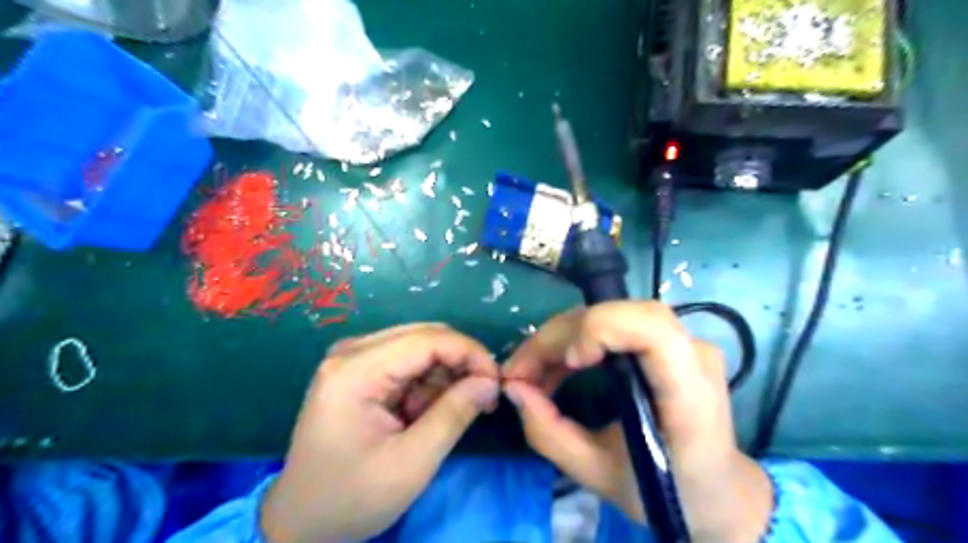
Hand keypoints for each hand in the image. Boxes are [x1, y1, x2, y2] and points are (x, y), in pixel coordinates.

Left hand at [262, 324, 498, 540]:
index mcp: (356, 370)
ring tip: (445, 416)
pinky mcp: (358, 370)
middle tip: (482, 399)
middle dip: (460, 364)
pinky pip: (406, 362)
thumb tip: (490, 381)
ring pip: (419, 347)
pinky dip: (426, 384)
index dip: (471, 354)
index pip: (428, 339)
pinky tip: (423, 413)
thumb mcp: (412, 463)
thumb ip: (454, 415)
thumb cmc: (352, 499)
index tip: (497, 384)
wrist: (302, 523)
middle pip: (425, 337)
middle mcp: (351, 352)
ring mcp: (352, 359)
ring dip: (443, 377)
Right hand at [500, 303, 772, 541]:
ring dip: (563, 336)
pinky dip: (577, 339)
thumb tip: (513, 388)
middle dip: (560, 336)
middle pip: (620, 314)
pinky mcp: (669, 342)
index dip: (600, 329)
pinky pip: (615, 324)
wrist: (718, 490)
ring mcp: (684, 342)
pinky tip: (558, 366)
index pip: (651, 329)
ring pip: (612, 313)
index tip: (569, 362)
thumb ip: (549, 433)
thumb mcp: (598, 474)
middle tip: (521, 371)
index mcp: (689, 394)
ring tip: (532, 370)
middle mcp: (693, 354)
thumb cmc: (666, 491)